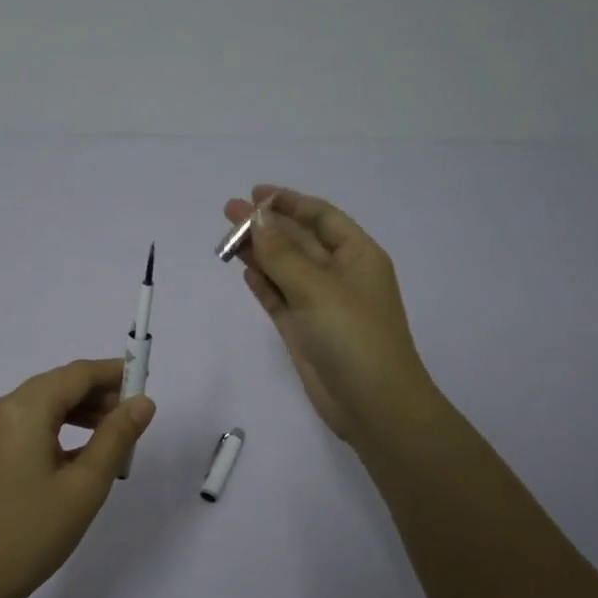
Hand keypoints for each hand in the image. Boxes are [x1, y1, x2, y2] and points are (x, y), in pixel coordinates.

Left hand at [0, 358, 156, 597]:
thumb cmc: (33, 533)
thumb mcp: (86, 485)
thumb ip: (117, 437)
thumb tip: (143, 402)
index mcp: (22, 410)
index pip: (76, 374)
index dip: (113, 374)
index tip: (145, 383)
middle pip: (57, 385)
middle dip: (97, 394)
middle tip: (134, 417)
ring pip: (42, 404)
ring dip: (79, 411)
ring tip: (114, 436)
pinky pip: (26, 424)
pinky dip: (56, 428)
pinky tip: (81, 452)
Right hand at [223, 186, 438, 446]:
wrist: (372, 404)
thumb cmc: (353, 336)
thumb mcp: (317, 288)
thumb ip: (282, 253)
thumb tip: (256, 217)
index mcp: (357, 256)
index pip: (321, 217)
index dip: (289, 202)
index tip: (255, 193)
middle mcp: (339, 275)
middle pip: (299, 240)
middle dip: (266, 225)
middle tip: (227, 212)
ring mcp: (320, 304)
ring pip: (285, 269)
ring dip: (259, 253)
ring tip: (225, 239)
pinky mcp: (303, 330)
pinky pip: (279, 298)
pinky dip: (263, 284)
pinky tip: (243, 270)